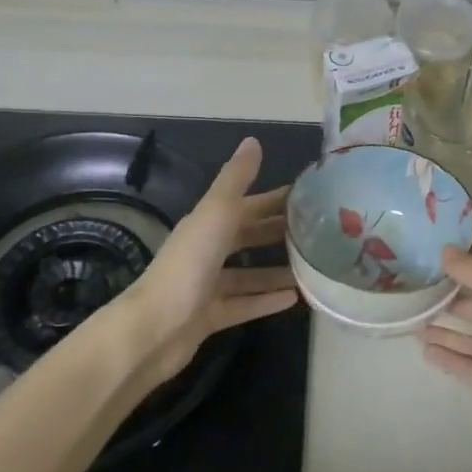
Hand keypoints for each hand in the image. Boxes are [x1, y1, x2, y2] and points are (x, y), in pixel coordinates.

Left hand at [120, 138, 300, 386]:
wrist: (153, 330)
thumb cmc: (188, 265)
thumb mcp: (216, 213)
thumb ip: (236, 179)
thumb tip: (253, 141)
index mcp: (206, 223)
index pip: (246, 205)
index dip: (274, 199)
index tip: (309, 197)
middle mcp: (206, 251)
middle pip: (247, 237)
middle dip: (277, 233)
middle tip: (318, 233)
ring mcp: (207, 286)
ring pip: (248, 274)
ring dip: (277, 270)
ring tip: (313, 269)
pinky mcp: (210, 317)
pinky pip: (244, 304)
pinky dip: (267, 300)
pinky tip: (295, 298)